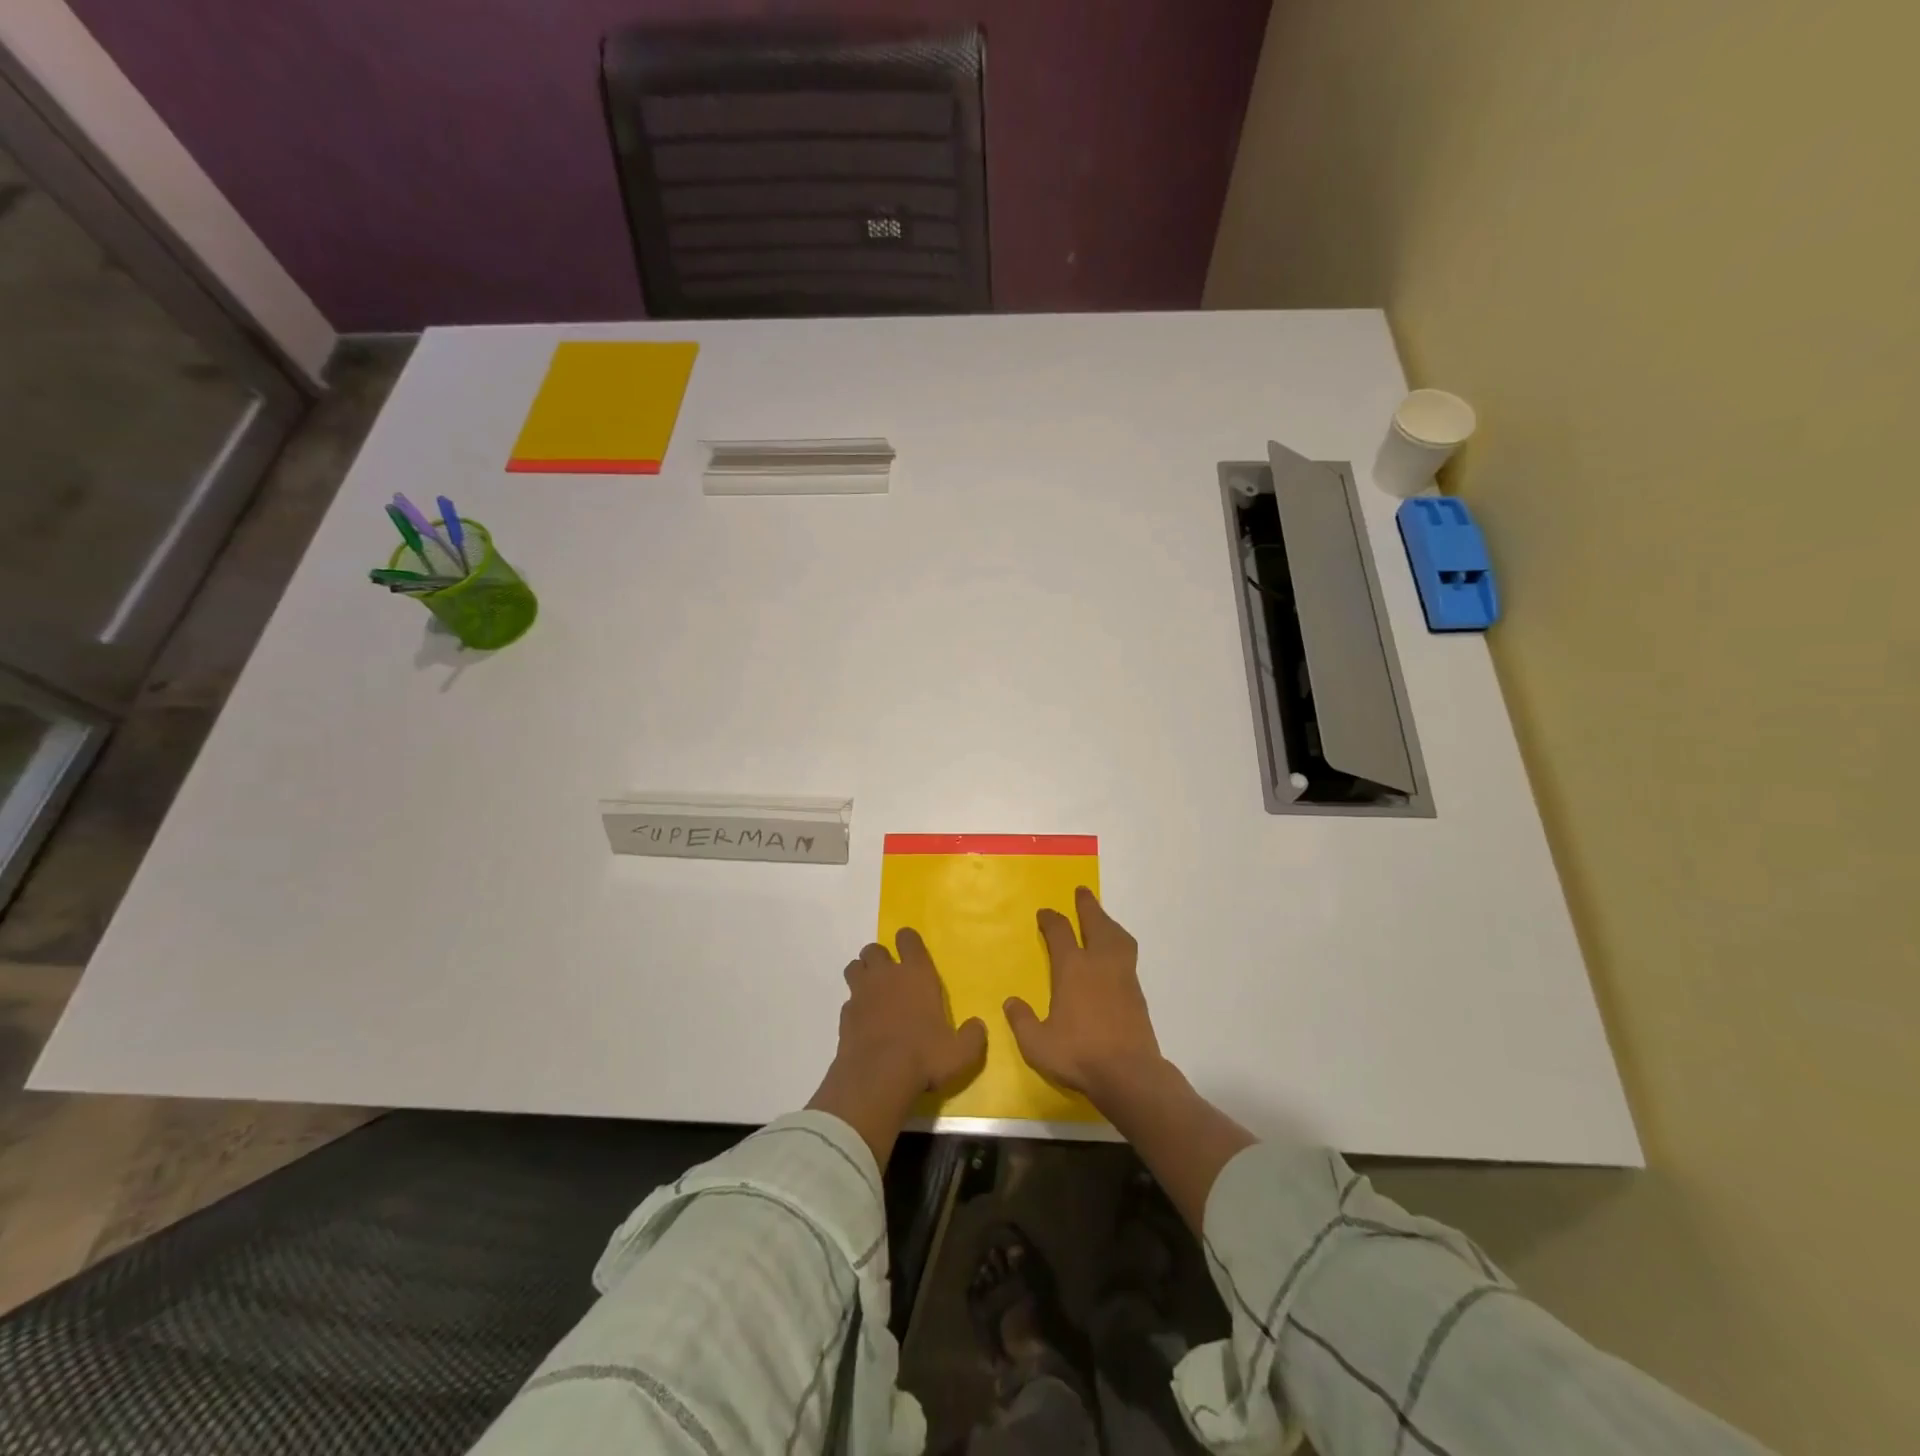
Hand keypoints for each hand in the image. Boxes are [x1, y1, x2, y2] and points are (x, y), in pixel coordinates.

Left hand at [808, 929, 986, 1164]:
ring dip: (862, 974)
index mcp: (917, 974)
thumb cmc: (924, 1057)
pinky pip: (848, 1000)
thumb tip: (977, 1026)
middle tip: (890, 977)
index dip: (908, 941)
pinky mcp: (844, 1015)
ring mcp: (861, 993)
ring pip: (855, 967)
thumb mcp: (961, 1053)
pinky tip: (863, 1022)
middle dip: (880, 958)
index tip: (911, 952)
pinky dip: (854, 1006)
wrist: (877, 1078)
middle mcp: (886, 976)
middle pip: (874, 949)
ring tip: (873, 992)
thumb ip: (972, 1036)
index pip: (908, 939)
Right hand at [1004, 887, 1163, 1106]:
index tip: (1044, 913)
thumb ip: (1022, 1020)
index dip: (1051, 919)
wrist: (1129, 1074)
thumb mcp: (1037, 1043)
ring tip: (1102, 918)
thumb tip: (1011, 1001)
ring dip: (1108, 922)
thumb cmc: (1078, 1055)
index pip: (1060, 932)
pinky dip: (1119, 943)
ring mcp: (1122, 975)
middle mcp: (1099, 963)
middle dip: (1087, 906)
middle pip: (1095, 923)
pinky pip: (1127, 954)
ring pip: (1117, 936)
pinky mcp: (1137, 992)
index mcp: (1072, 968)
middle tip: (1082, 892)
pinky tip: (1114, 954)